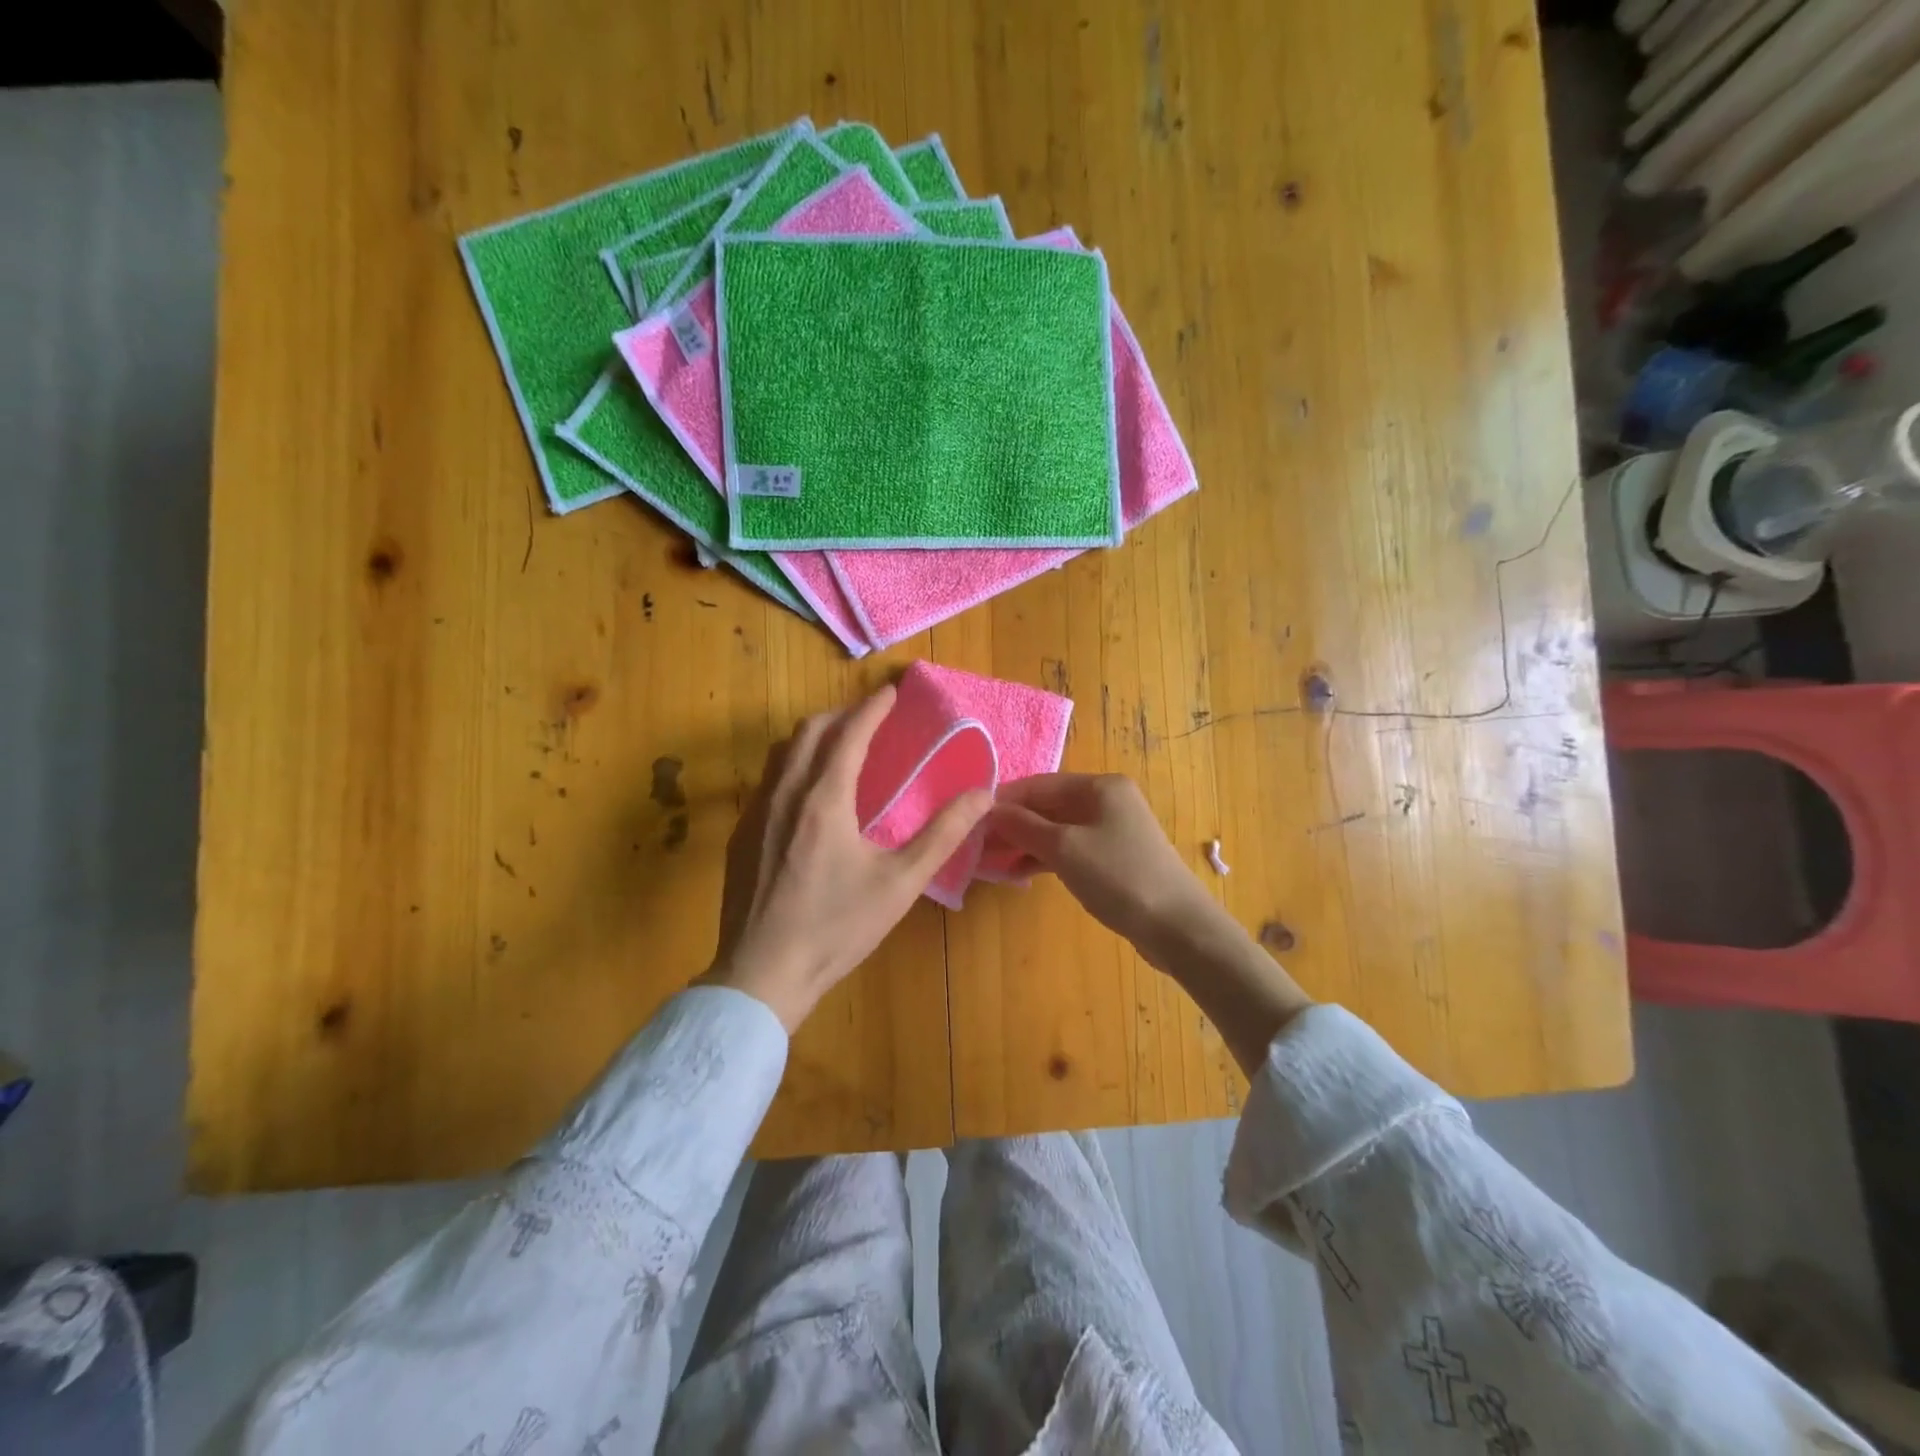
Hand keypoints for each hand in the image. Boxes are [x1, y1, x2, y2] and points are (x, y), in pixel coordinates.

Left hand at [703, 685, 991, 1032]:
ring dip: (813, 736)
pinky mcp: (741, 835)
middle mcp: (784, 793)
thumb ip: (943, 835)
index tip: (891, 691)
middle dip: (841, 714)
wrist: (762, 974)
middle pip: (809, 731)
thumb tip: (983, 794)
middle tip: (870, 716)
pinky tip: (808, 792)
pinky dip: (793, 764)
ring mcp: (756, 813)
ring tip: (840, 744)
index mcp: (824, 799)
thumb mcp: (900, 883)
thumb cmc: (837, 928)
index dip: (872, 707)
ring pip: (782, 752)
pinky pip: (768, 780)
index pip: (849, 733)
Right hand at [990, 772, 1310, 1074]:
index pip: (1039, 784)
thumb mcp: (1064, 848)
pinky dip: (1045, 858)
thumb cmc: (1119, 877)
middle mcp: (1107, 800)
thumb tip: (988, 809)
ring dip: (1025, 843)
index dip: (1003, 800)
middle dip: (1013, 823)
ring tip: (990, 860)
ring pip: (1057, 829)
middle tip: (976, 844)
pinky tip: (1019, 873)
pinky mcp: (1114, 858)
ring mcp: (1112, 830)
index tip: (969, 818)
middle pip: (1048, 806)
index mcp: (1100, 786)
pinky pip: (1070, 849)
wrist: (1178, 927)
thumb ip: (1023, 826)